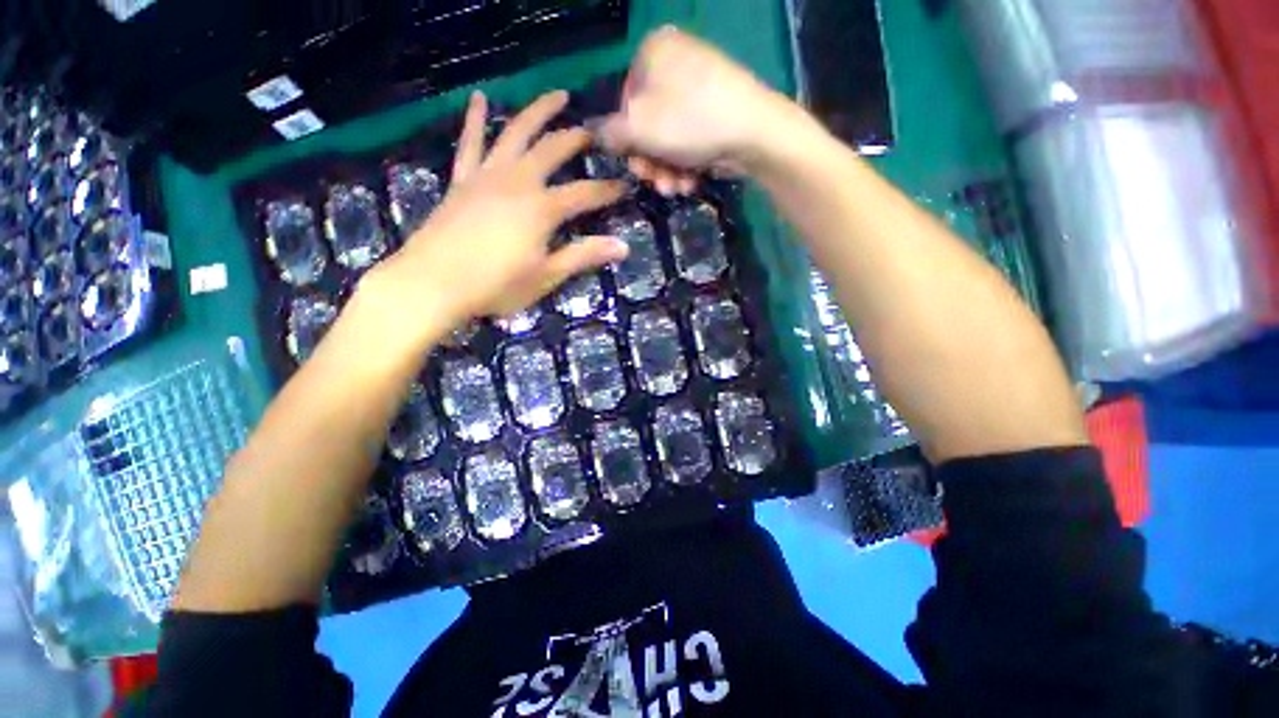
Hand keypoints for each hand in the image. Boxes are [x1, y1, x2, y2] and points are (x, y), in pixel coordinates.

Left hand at [364, 90, 627, 342]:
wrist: (433, 283)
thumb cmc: (496, 286)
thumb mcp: (546, 276)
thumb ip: (583, 256)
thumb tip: (624, 247)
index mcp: (542, 208)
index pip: (584, 194)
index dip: (607, 190)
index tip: (626, 185)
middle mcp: (518, 181)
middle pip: (553, 150)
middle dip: (577, 139)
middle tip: (595, 132)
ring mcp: (487, 176)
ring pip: (515, 132)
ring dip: (538, 111)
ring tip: (557, 95)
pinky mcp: (462, 180)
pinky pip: (470, 143)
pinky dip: (475, 119)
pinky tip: (479, 98)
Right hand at [598, 26, 795, 194]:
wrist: (755, 133)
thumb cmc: (689, 123)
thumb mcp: (638, 128)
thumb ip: (609, 132)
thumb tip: (597, 135)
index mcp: (653, 52)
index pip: (623, 102)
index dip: (626, 140)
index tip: (634, 165)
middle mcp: (675, 64)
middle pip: (647, 125)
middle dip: (649, 162)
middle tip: (655, 181)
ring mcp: (698, 89)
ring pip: (667, 139)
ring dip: (666, 170)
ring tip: (675, 188)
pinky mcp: (715, 112)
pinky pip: (688, 141)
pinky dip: (686, 165)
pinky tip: (690, 181)